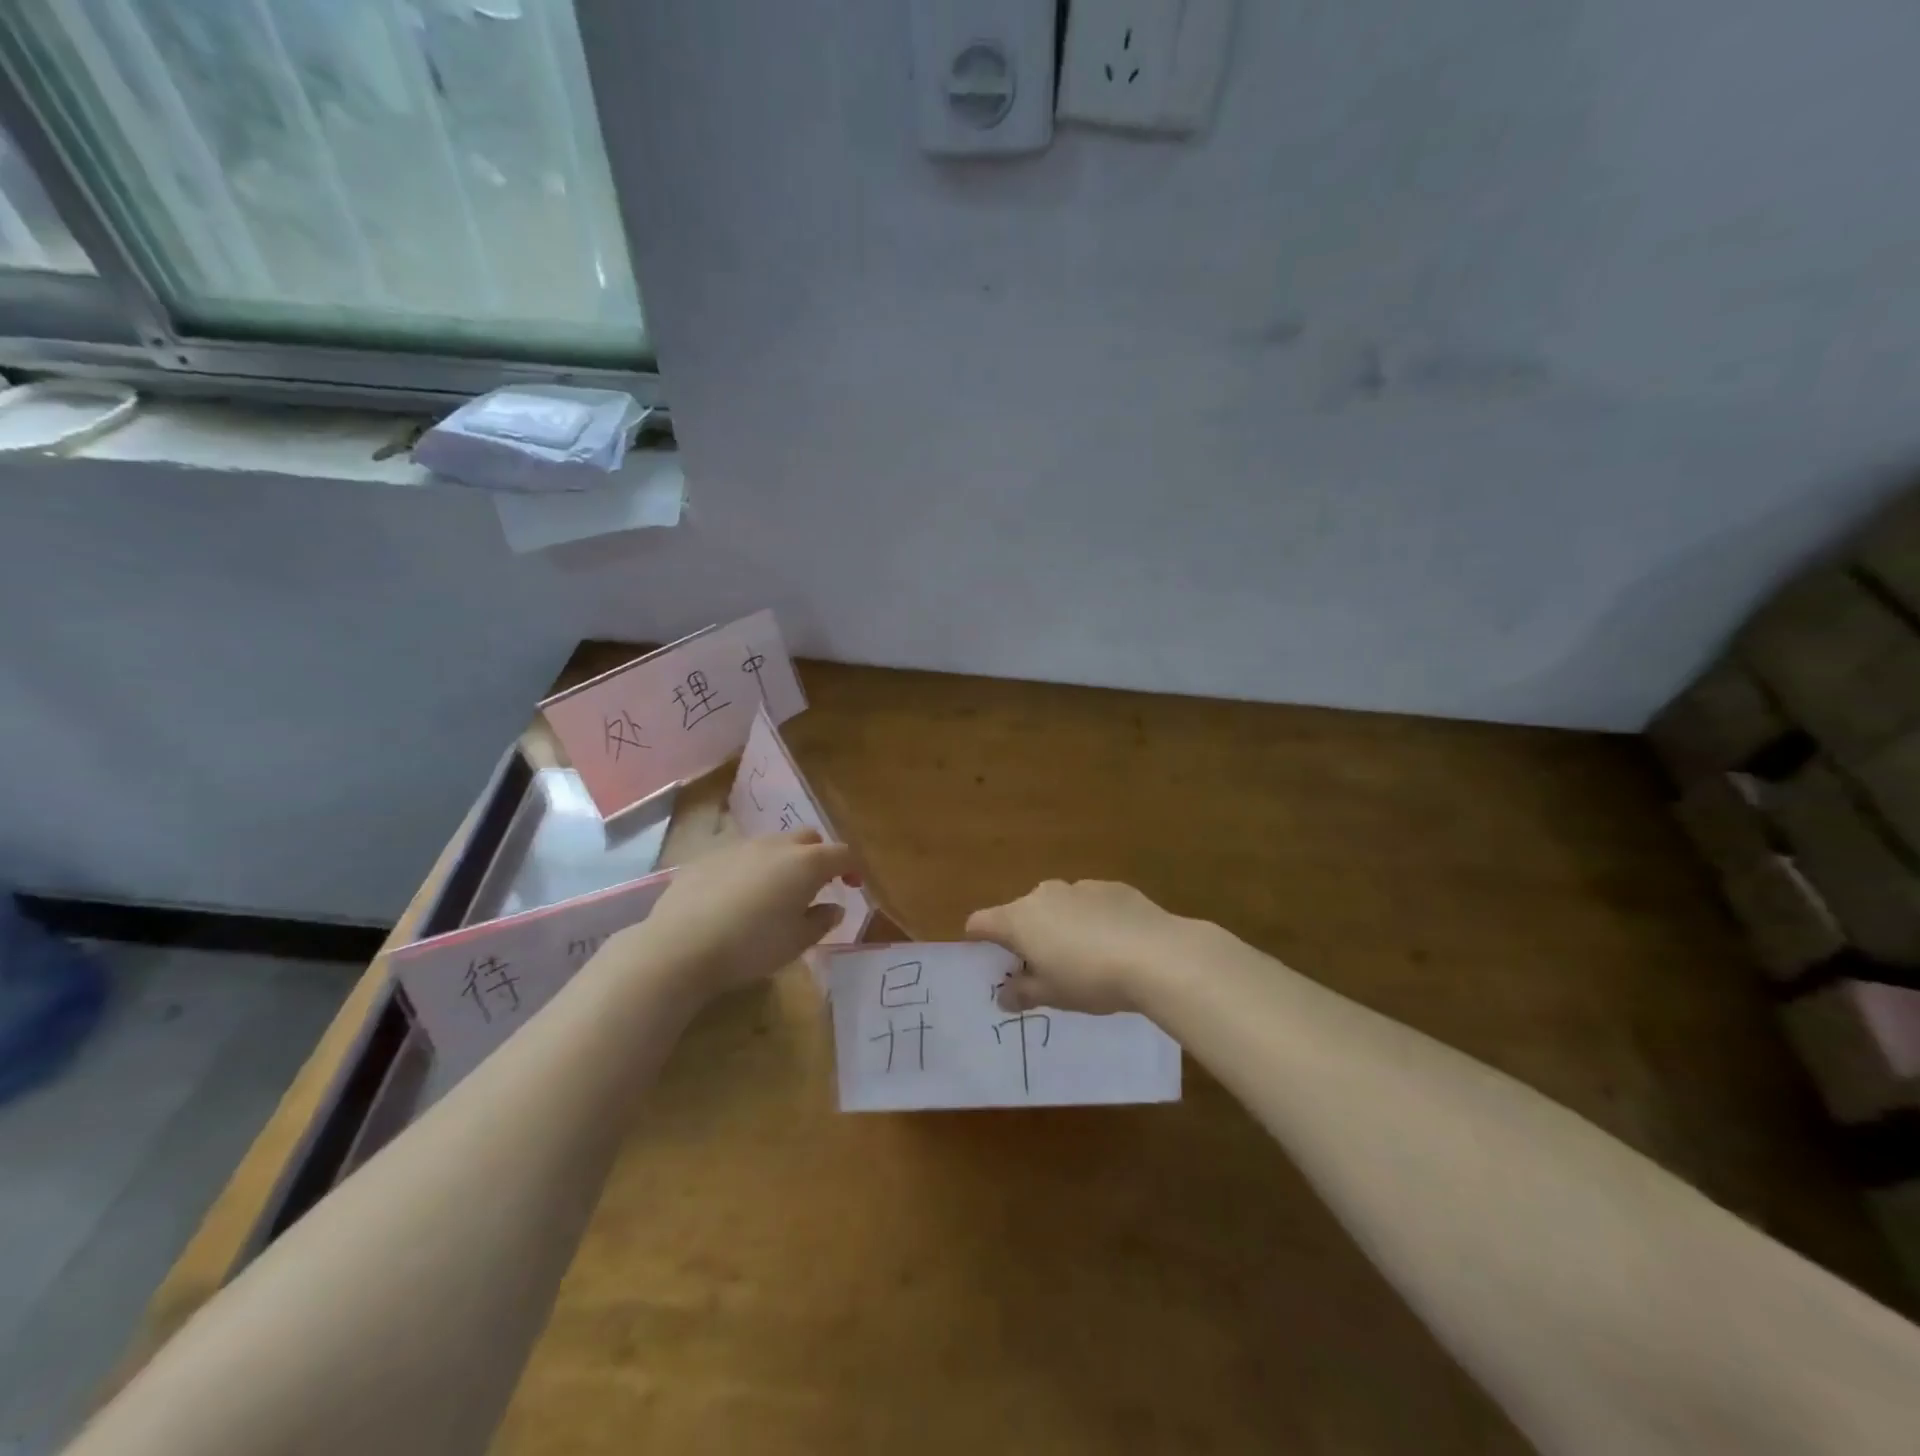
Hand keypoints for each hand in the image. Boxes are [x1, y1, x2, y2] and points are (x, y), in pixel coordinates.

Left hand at [611, 829, 857, 1002]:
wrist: (681, 946)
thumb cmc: (751, 946)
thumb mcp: (797, 942)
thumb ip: (822, 921)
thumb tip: (833, 907)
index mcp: (806, 863)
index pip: (842, 854)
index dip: (852, 868)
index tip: (853, 886)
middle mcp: (776, 845)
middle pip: (808, 838)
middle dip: (818, 856)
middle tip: (815, 886)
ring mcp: (739, 846)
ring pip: (773, 844)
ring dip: (783, 860)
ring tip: (775, 891)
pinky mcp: (708, 856)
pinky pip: (740, 855)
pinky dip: (750, 868)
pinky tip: (737, 897)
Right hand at [965, 879, 1188, 1014]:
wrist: (1155, 955)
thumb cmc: (1090, 979)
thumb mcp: (1052, 995)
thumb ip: (1022, 993)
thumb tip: (1003, 996)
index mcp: (1020, 919)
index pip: (982, 922)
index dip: (978, 939)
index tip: (985, 957)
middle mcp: (1044, 895)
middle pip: (1021, 913)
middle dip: (1026, 936)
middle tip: (1042, 968)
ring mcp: (1079, 887)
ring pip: (1058, 906)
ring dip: (1060, 926)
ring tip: (1084, 957)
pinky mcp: (1112, 887)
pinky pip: (1090, 904)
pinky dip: (1092, 919)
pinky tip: (1114, 943)